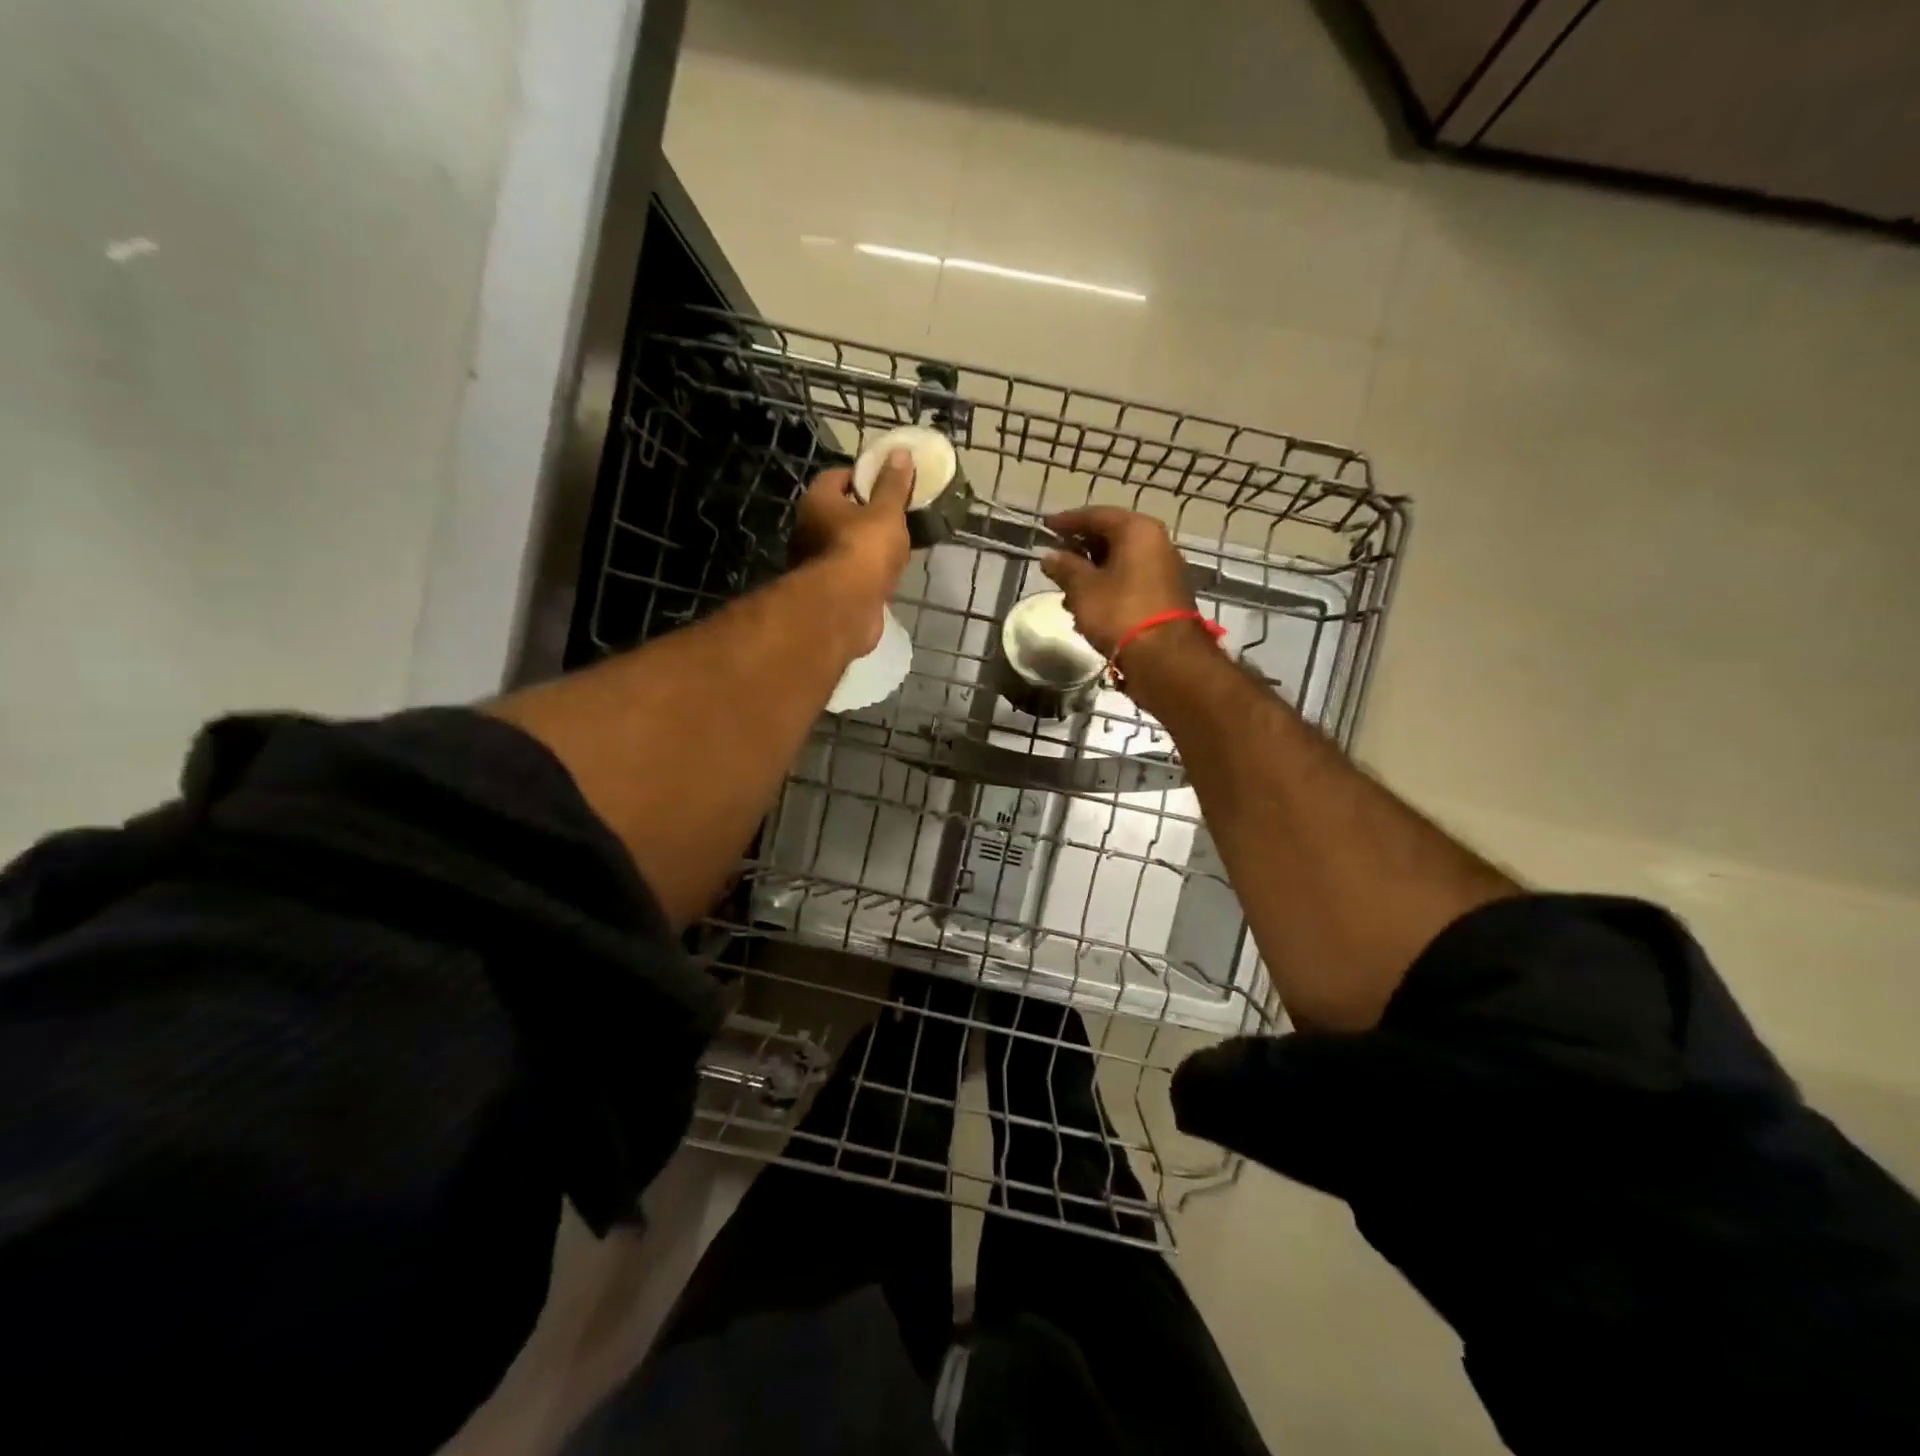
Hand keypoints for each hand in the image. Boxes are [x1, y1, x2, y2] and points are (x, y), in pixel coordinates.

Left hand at [790, 451, 913, 652]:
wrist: (846, 608)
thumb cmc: (864, 549)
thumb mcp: (886, 512)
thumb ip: (894, 485)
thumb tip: (900, 453)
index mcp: (817, 502)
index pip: (836, 477)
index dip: (861, 477)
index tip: (886, 483)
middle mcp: (807, 529)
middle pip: (837, 513)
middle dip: (863, 514)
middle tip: (893, 516)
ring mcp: (814, 563)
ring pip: (842, 546)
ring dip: (863, 547)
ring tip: (894, 547)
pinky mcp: (826, 592)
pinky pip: (848, 573)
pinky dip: (863, 573)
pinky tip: (885, 576)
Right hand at [1039, 507, 1197, 658]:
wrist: (1164, 657)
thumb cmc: (1120, 612)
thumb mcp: (1083, 588)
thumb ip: (1065, 567)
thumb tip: (1049, 556)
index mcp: (1137, 530)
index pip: (1096, 515)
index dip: (1067, 521)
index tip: (1046, 526)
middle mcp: (1156, 542)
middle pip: (1111, 537)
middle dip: (1080, 550)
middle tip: (1056, 560)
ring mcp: (1164, 569)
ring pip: (1120, 562)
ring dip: (1092, 573)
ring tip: (1067, 592)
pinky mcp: (1166, 595)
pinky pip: (1131, 581)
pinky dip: (1108, 588)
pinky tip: (1088, 608)